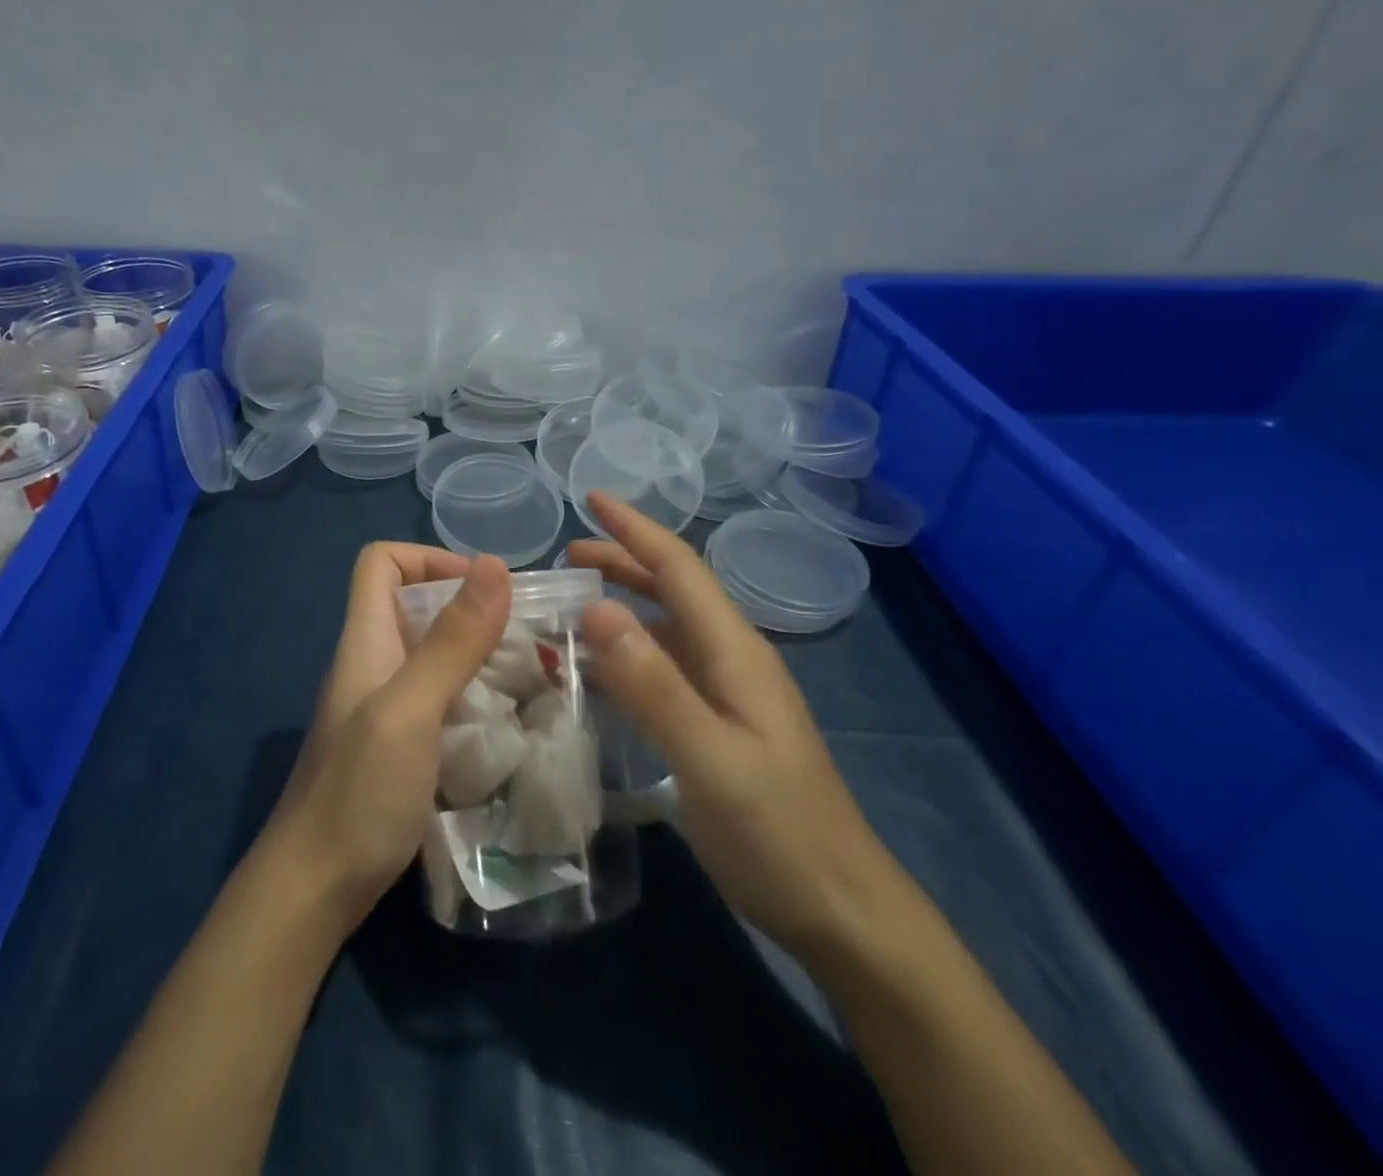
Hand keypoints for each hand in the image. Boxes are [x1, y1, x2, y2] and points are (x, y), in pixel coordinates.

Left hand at [265, 543, 512, 933]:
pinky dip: (474, 694)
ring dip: (478, 652)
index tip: (482, 588)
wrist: (315, 889)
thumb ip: (451, 641)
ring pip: (433, 652)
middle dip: (470, 607)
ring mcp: (385, 706)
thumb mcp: (410, 709)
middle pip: (415, 604)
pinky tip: (508, 719)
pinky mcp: (401, 744)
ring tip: (532, 672)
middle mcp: (374, 662)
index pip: (381, 562)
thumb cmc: (358, 792)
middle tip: (526, 634)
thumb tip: (495, 564)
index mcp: (365, 639)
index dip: (427, 557)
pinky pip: (441, 697)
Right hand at [567, 494, 903, 964]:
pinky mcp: (719, 723)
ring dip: (622, 605)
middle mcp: (731, 659)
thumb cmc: (778, 833)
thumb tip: (596, 608)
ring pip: (667, 628)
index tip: (590, 496)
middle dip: (622, 560)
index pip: (679, 569)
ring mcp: (728, 693)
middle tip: (565, 556)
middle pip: (673, 590)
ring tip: (572, 603)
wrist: (842, 911)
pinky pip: (665, 667)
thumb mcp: (710, 759)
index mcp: (735, 651)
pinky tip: (601, 670)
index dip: (634, 529)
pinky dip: (628, 652)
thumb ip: (654, 684)